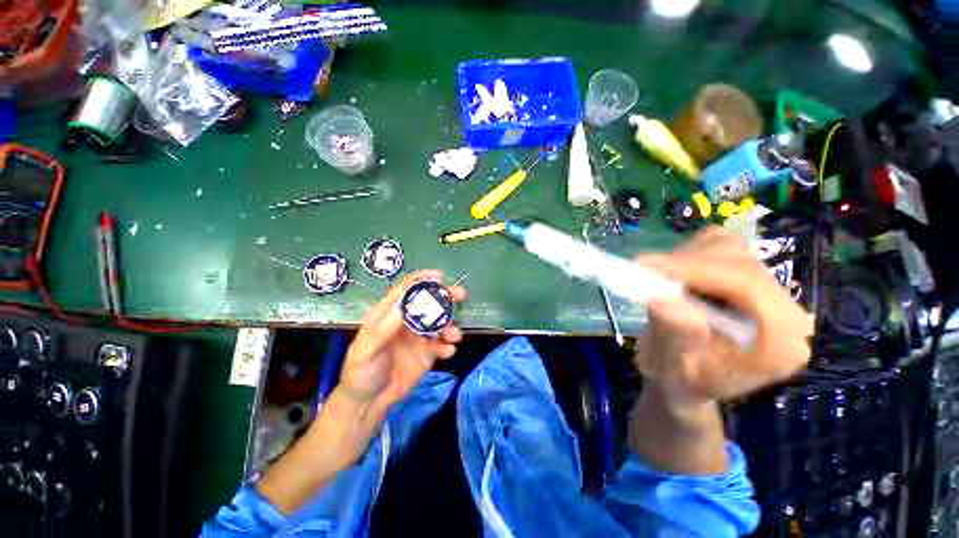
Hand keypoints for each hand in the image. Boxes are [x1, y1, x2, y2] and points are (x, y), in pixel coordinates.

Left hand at [257, 271, 466, 513]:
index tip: (440, 277)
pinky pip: (444, 344)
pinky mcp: (429, 353)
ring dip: (451, 325)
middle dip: (446, 296)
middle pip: (429, 301)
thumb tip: (405, 305)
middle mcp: (408, 320)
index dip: (423, 280)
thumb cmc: (361, 370)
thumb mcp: (366, 348)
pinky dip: (449, 346)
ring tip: (454, 336)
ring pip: (441, 322)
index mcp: (390, 313)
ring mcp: (420, 336)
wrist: (369, 401)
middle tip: (461, 295)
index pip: (407, 289)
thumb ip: (384, 328)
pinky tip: (448, 353)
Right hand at [635, 227, 812, 408]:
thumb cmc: (681, 382)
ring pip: (730, 249)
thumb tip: (660, 298)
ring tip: (658, 277)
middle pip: (740, 263)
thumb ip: (675, 336)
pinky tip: (675, 275)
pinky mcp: (749, 278)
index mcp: (779, 346)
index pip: (747, 287)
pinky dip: (690, 254)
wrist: (689, 379)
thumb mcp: (672, 370)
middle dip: (686, 263)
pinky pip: (722, 248)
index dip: (694, 269)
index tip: (645, 266)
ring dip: (686, 258)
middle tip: (643, 271)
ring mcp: (771, 292)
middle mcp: (787, 314)